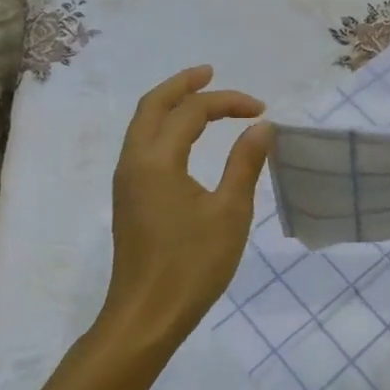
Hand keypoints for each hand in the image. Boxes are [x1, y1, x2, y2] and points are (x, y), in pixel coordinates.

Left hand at [97, 66, 271, 356]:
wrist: (145, 317)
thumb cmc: (191, 265)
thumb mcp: (230, 212)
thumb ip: (245, 163)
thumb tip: (262, 127)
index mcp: (157, 160)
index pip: (192, 112)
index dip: (228, 102)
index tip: (262, 111)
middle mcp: (134, 162)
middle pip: (152, 106)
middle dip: (183, 85)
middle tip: (211, 73)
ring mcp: (127, 181)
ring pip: (143, 125)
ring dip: (171, 105)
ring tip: (200, 96)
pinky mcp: (130, 199)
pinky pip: (144, 145)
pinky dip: (166, 128)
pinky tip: (186, 138)